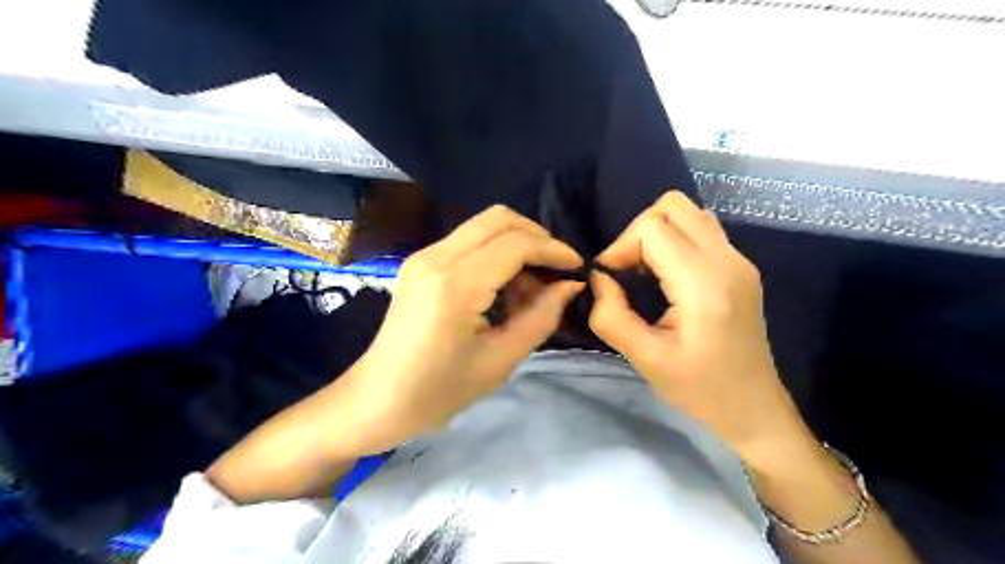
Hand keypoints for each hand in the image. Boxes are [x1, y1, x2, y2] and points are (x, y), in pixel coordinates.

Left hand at [343, 205, 580, 451]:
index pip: (516, 244)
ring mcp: (424, 256)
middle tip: (557, 270)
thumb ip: (540, 317)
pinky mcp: (420, 263)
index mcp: (456, 284)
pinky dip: (495, 253)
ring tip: (532, 287)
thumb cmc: (438, 392)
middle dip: (537, 237)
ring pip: (483, 226)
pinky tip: (505, 288)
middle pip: (499, 218)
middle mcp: (437, 257)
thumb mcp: (499, 360)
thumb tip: (570, 286)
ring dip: (516, 245)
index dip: (553, 251)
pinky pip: (468, 242)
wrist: (376, 400)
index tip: (577, 268)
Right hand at [590, 192, 805, 459]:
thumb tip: (598, 279)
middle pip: (672, 206)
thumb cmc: (701, 390)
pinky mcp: (740, 267)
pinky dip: (674, 240)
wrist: (754, 408)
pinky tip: (666, 274)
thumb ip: (611, 315)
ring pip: (688, 212)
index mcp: (704, 283)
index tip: (610, 281)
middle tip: (627, 271)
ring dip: (657, 233)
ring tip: (645, 271)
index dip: (621, 247)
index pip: (652, 228)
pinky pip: (701, 229)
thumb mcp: (646, 360)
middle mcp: (727, 260)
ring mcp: (739, 260)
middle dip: (638, 232)